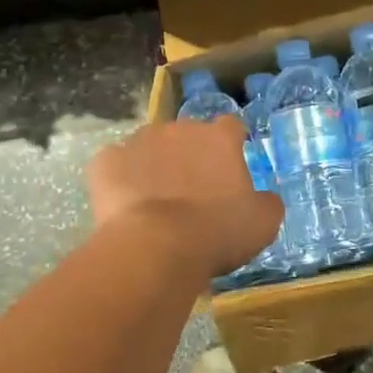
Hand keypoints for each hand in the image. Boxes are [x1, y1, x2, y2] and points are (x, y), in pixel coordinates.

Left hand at [85, 117, 283, 279]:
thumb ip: (267, 202)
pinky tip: (124, 205)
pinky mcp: (106, 160)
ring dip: (153, 165)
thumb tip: (265, 197)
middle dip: (189, 155)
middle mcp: (179, 129)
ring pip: (149, 146)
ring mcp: (139, 140)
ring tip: (154, 201)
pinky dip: (119, 179)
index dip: (230, 145)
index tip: (228, 167)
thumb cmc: (216, 232)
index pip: (230, 127)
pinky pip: (114, 164)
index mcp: (219, 138)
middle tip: (191, 192)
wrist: (155, 246)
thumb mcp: (262, 223)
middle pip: (187, 135)